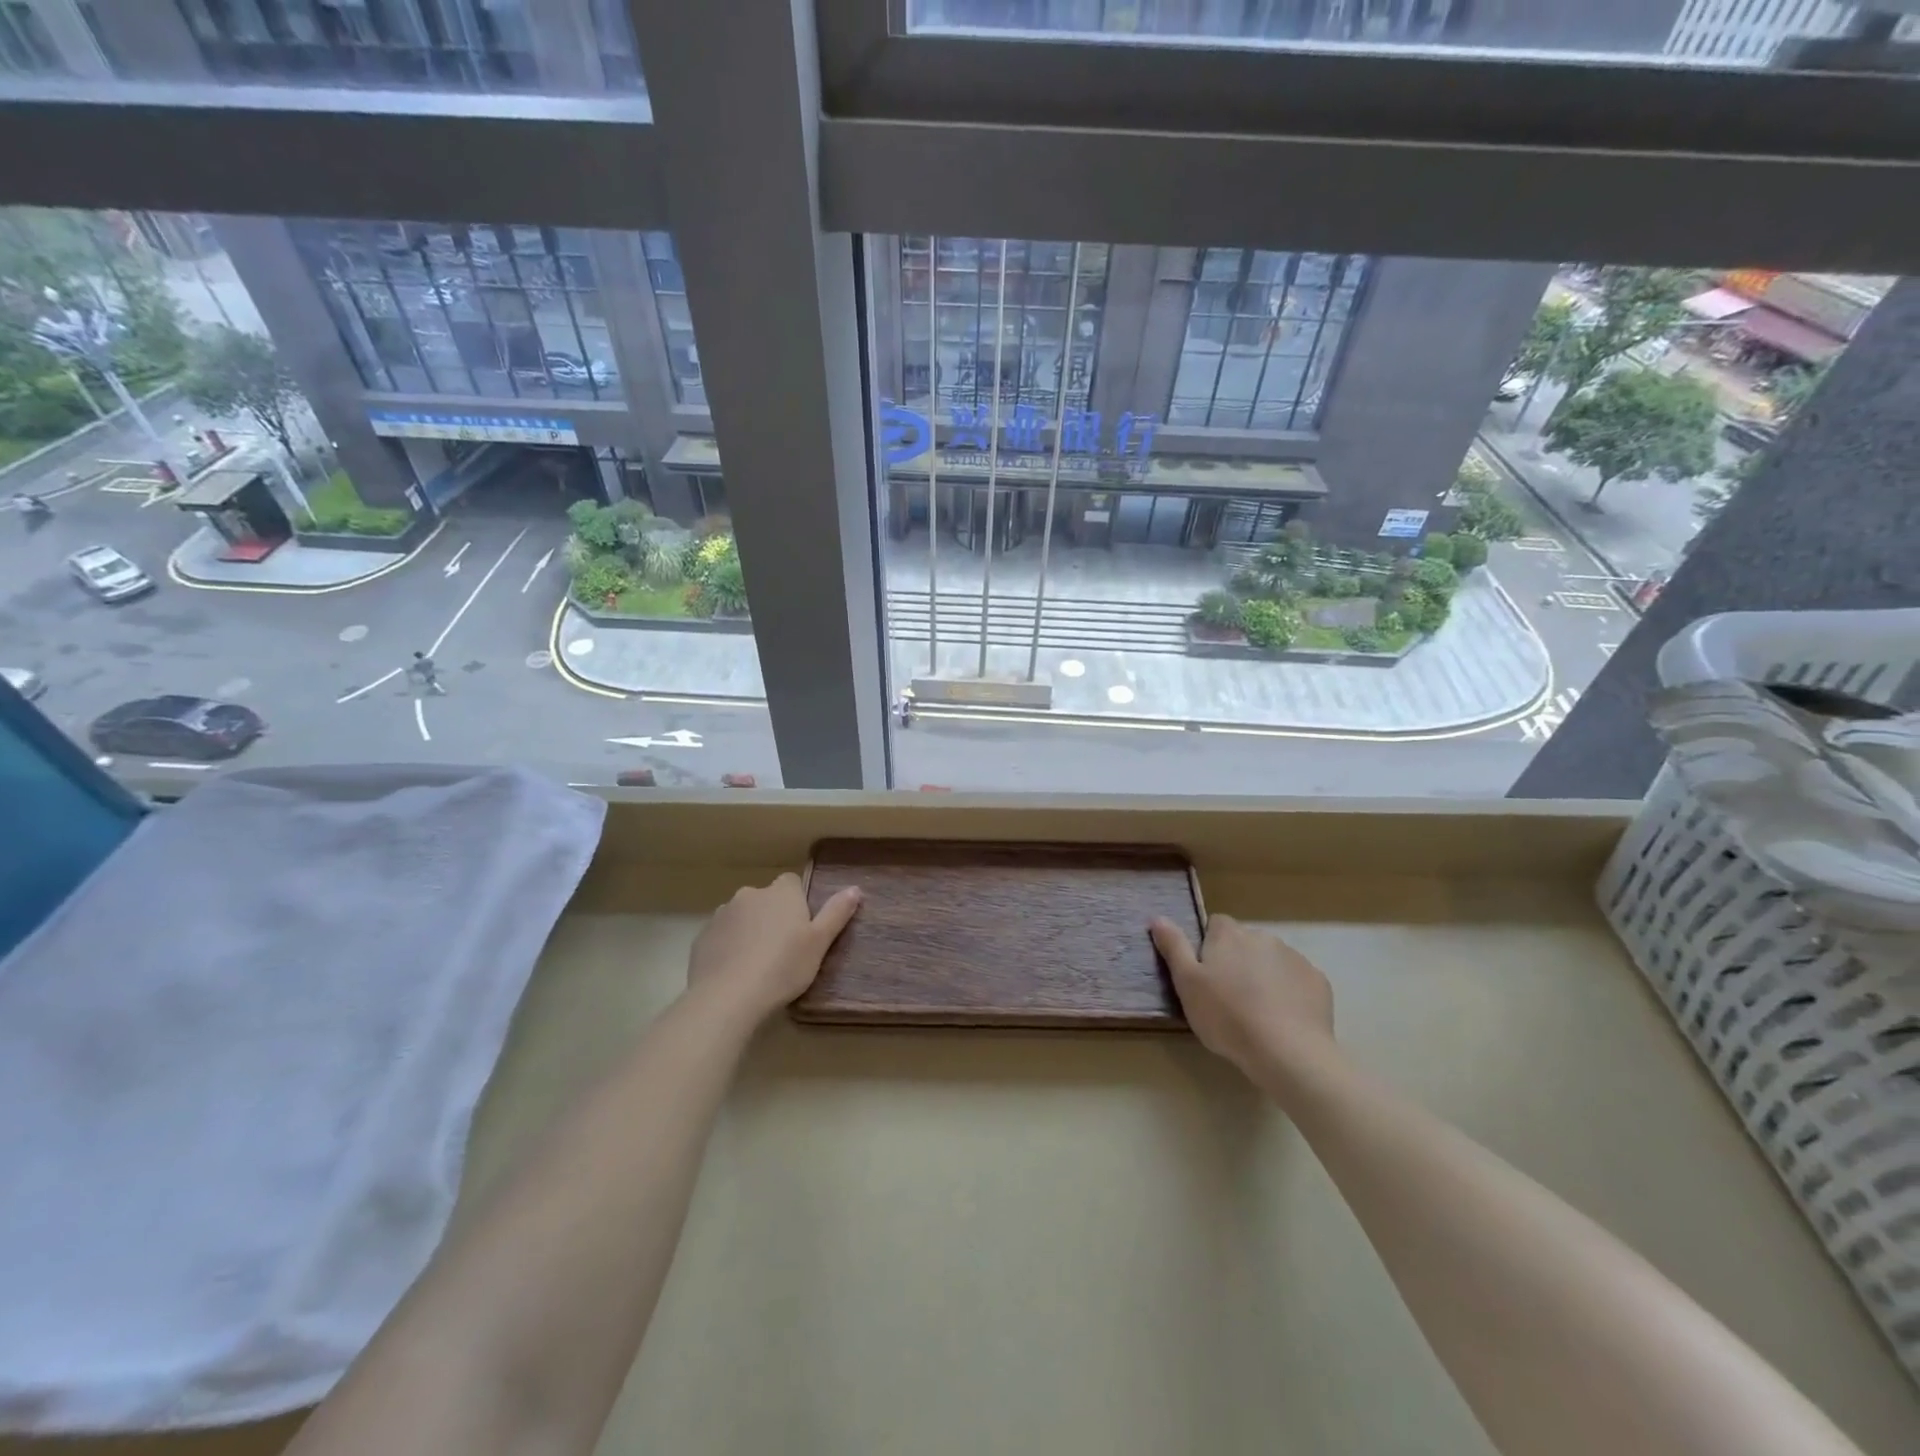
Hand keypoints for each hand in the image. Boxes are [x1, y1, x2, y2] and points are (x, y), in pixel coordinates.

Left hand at [687, 874, 860, 1023]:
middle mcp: (749, 895)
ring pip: (741, 917)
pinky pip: (721, 936)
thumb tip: (855, 889)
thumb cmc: (783, 967)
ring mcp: (721, 915)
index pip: (791, 883)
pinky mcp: (702, 937)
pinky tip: (735, 973)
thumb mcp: (819, 943)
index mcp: (781, 893)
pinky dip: (728, 947)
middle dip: (771, 917)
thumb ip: (836, 913)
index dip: (797, 903)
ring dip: (749, 931)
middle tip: (782, 949)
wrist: (728, 997)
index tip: (801, 928)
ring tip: (757, 964)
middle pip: (765, 899)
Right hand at [1149, 914, 1334, 1093]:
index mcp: (1229, 935)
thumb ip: (1173, 947)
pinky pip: (1297, 981)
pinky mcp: (1318, 982)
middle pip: (1245, 943)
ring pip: (1272, 961)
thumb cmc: (1226, 1016)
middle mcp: (1263, 937)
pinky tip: (1283, 1019)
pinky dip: (1290, 993)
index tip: (1206, 974)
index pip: (1216, 925)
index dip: (1209, 947)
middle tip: (1228, 997)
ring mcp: (1295, 958)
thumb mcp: (1187, 983)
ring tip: (1257, 1012)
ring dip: (1264, 976)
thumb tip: (1157, 917)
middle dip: (1238, 962)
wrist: (1287, 1052)